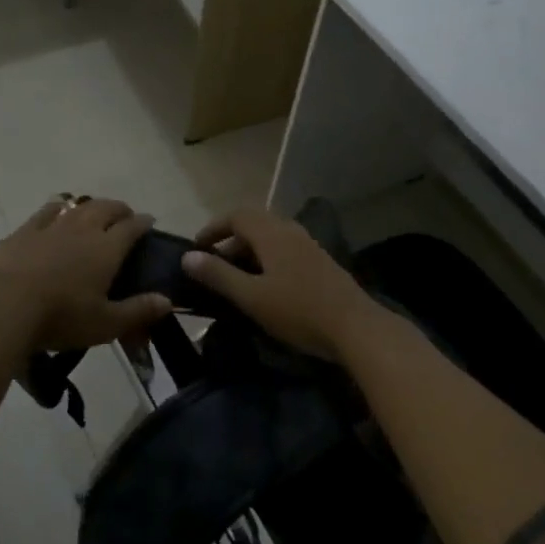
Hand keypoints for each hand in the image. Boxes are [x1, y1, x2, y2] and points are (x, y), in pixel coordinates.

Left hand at [0, 197, 171, 351]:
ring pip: (77, 206)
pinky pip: (46, 211)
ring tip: (94, 213)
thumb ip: (138, 311)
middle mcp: (83, 229)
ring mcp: (51, 226)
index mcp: (107, 248)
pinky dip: (57, 208)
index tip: (150, 222)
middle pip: (106, 208)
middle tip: (125, 217)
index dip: (144, 222)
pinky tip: (56, 210)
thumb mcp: (106, 324)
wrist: (4, 305)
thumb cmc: (61, 317)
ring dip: (90, 206)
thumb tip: (168, 301)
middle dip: (120, 209)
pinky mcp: (24, 231)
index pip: (132, 227)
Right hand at [180, 208, 384, 361]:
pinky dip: (267, 259)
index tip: (196, 248)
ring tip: (236, 278)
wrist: (356, 328)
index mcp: (271, 233)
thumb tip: (188, 257)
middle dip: (230, 240)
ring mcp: (309, 245)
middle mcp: (290, 230)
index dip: (213, 228)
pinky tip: (266, 286)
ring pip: (271, 237)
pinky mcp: (321, 262)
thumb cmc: (298, 311)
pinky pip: (285, 250)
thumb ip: (218, 275)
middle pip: (254, 223)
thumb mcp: (251, 296)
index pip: (236, 215)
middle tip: (213, 266)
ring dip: (249, 251)